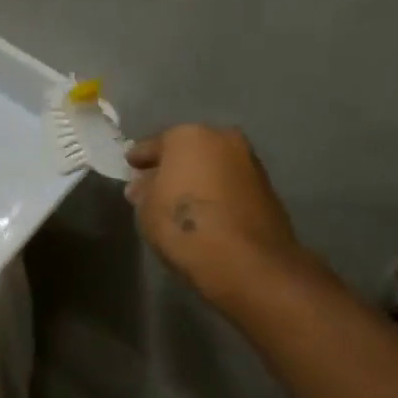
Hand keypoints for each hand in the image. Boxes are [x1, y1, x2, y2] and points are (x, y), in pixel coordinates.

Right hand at [125, 125, 301, 303]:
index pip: (155, 144)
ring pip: (213, 166)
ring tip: (181, 199)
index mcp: (188, 136)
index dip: (140, 157)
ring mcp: (250, 162)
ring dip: (198, 178)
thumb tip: (142, 186)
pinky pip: (230, 184)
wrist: (247, 261)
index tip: (130, 165)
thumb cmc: (184, 226)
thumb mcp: (147, 210)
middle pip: (189, 150)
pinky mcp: (268, 189)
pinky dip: (217, 192)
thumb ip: (143, 191)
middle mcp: (223, 139)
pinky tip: (206, 211)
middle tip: (155, 182)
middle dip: (173, 165)